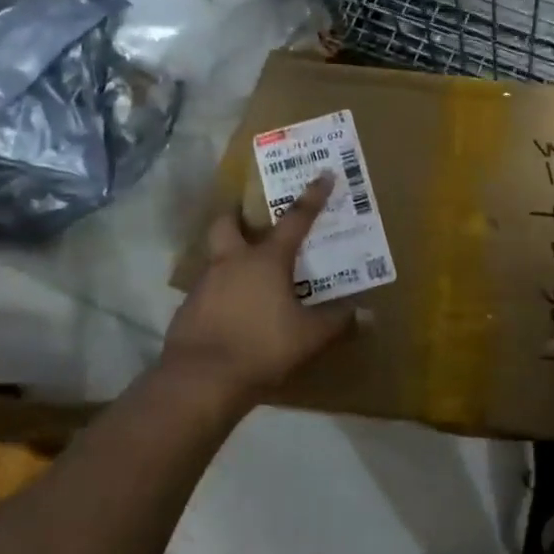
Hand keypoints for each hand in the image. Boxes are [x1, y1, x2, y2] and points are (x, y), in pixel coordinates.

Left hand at [162, 173, 354, 398]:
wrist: (201, 379)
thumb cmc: (263, 347)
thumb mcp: (310, 336)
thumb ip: (337, 322)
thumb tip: (365, 314)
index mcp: (266, 260)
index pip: (295, 220)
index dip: (312, 197)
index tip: (323, 175)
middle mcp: (232, 263)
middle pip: (227, 224)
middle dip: (237, 215)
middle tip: (249, 220)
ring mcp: (204, 285)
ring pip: (215, 258)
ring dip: (229, 260)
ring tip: (249, 278)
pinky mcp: (187, 310)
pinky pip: (207, 291)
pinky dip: (220, 294)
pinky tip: (232, 314)